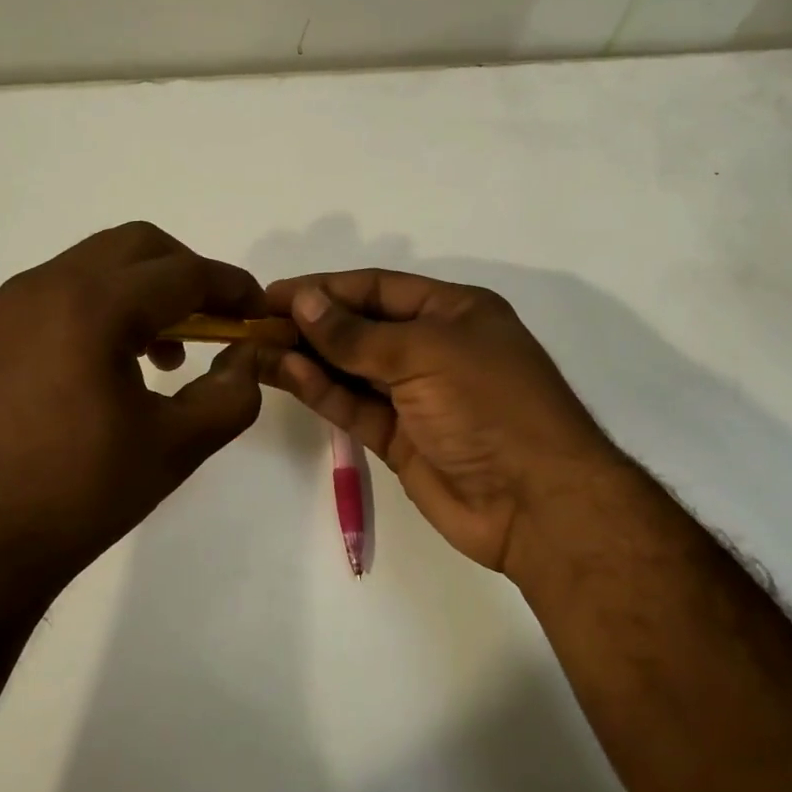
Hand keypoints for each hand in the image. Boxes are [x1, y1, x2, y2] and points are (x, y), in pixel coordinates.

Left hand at [0, 223, 265, 611]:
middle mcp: (46, 285)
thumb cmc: (80, 494)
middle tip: (217, 321)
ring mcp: (12, 305)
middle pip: (137, 246)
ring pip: (98, 263)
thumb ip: (232, 393)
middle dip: (188, 273)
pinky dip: (106, 304)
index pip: (183, 274)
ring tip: (168, 351)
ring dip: (146, 288)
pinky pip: (65, 290)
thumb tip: (247, 355)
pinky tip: (117, 361)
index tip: (260, 313)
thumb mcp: (176, 445)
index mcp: (92, 307)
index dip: (232, 288)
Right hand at [259, 270, 623, 575]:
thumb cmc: (489, 405)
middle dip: (311, 323)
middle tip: (255, 323)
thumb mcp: (425, 354)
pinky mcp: (400, 438)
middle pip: (361, 327)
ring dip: (308, 357)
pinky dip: (322, 391)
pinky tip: (286, 374)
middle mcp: (434, 347)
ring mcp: (416, 396)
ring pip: (351, 369)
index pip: (378, 288)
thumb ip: (357, 334)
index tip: (274, 294)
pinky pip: (354, 406)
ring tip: (257, 348)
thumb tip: (303, 302)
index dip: (326, 289)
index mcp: (453, 311)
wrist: (536, 502)